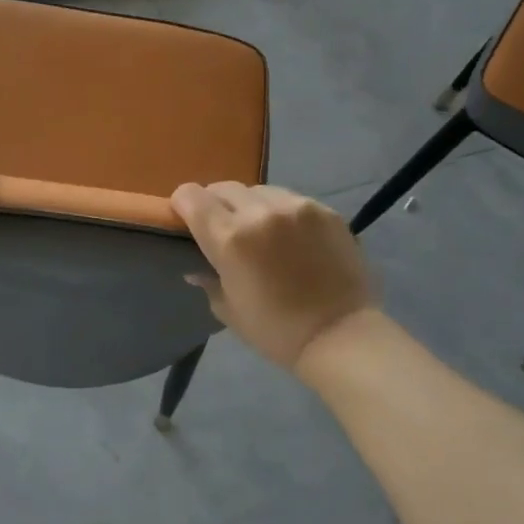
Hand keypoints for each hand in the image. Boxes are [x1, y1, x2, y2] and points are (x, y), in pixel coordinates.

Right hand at [171, 181, 374, 370]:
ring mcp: (297, 207)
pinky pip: (291, 200)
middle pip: (223, 187)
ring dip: (250, 205)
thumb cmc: (276, 331)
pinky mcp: (326, 211)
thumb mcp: (229, 310)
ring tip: (259, 231)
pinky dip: (281, 212)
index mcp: (230, 238)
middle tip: (222, 228)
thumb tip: (196, 269)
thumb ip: (209, 281)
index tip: (185, 220)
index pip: (191, 196)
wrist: (341, 335)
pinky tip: (290, 237)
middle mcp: (260, 212)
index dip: (182, 205)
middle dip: (215, 204)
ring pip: (259, 190)